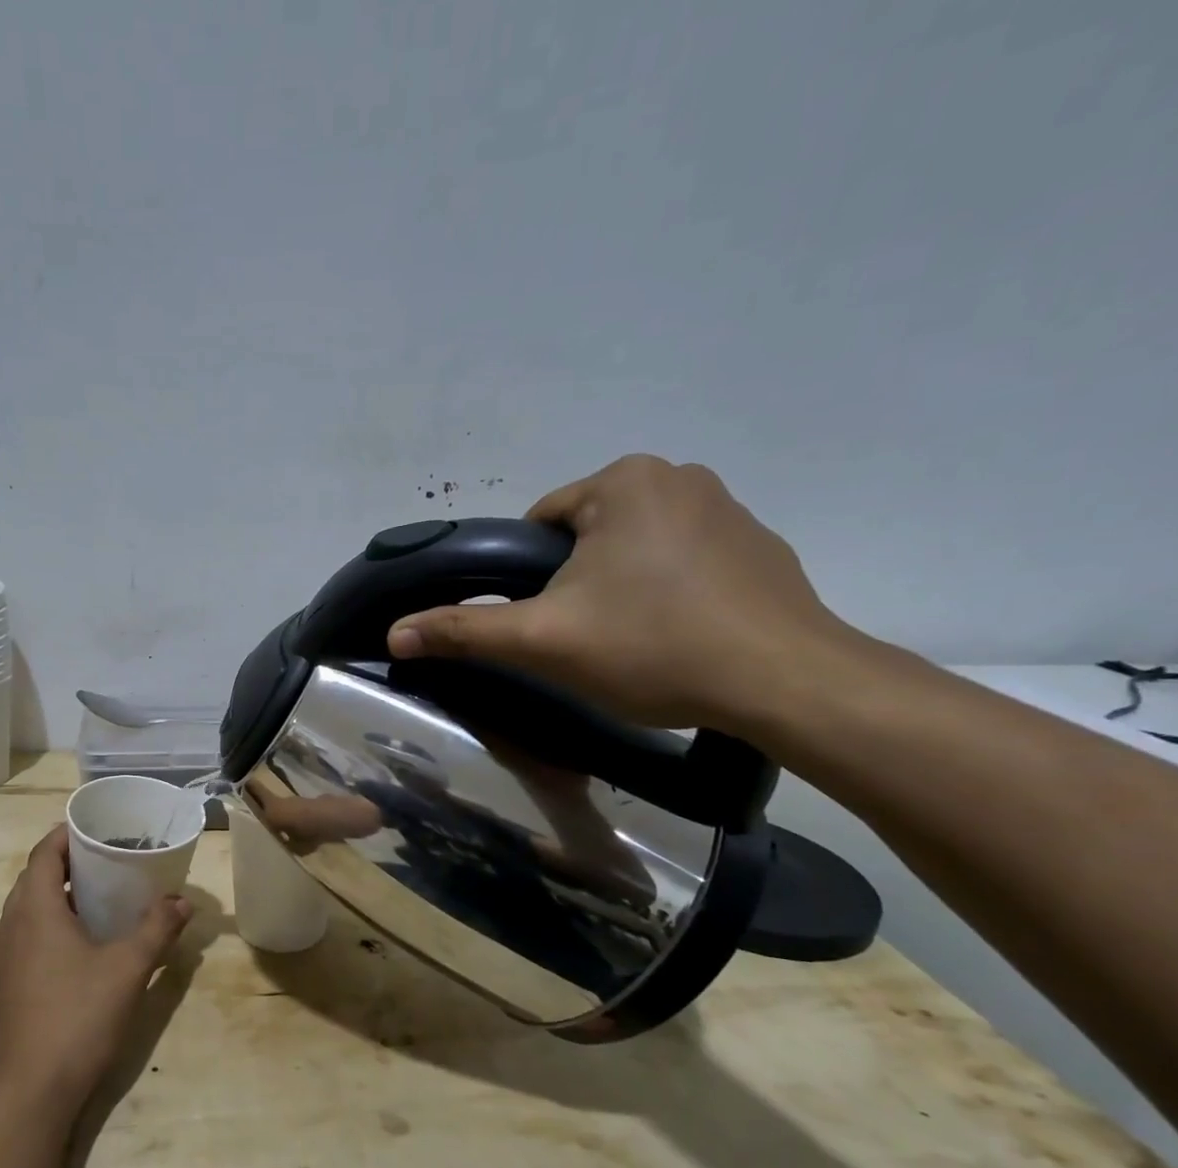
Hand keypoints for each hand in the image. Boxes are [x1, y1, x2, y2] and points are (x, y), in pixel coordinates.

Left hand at [0, 825, 191, 1117]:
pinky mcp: (4, 987)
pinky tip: (80, 948)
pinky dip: (50, 927)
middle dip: (68, 864)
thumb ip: (157, 929)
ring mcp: (2, 960)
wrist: (29, 1092)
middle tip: (108, 861)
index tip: (98, 829)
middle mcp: (10, 927)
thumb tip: (182, 902)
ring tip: (99, 899)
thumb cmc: (78, 1017)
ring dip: (58, 897)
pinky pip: (26, 939)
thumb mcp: (128, 969)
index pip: (44, 853)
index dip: (67, 834)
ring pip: (28, 911)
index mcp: (34, 910)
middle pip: (34, 878)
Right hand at [387, 454, 850, 730]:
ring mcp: (728, 508)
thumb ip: (464, 631)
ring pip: (635, 551)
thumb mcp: (543, 640)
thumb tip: (394, 633)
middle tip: (584, 640)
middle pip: (587, 537)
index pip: (541, 525)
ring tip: (632, 644)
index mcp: (623, 481)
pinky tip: (677, 638)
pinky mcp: (761, 546)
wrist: (783, 682)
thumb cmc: (651, 646)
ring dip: (620, 589)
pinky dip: (668, 594)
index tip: (544, 624)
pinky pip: (684, 563)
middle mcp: (679, 476)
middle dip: (575, 585)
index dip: (528, 580)